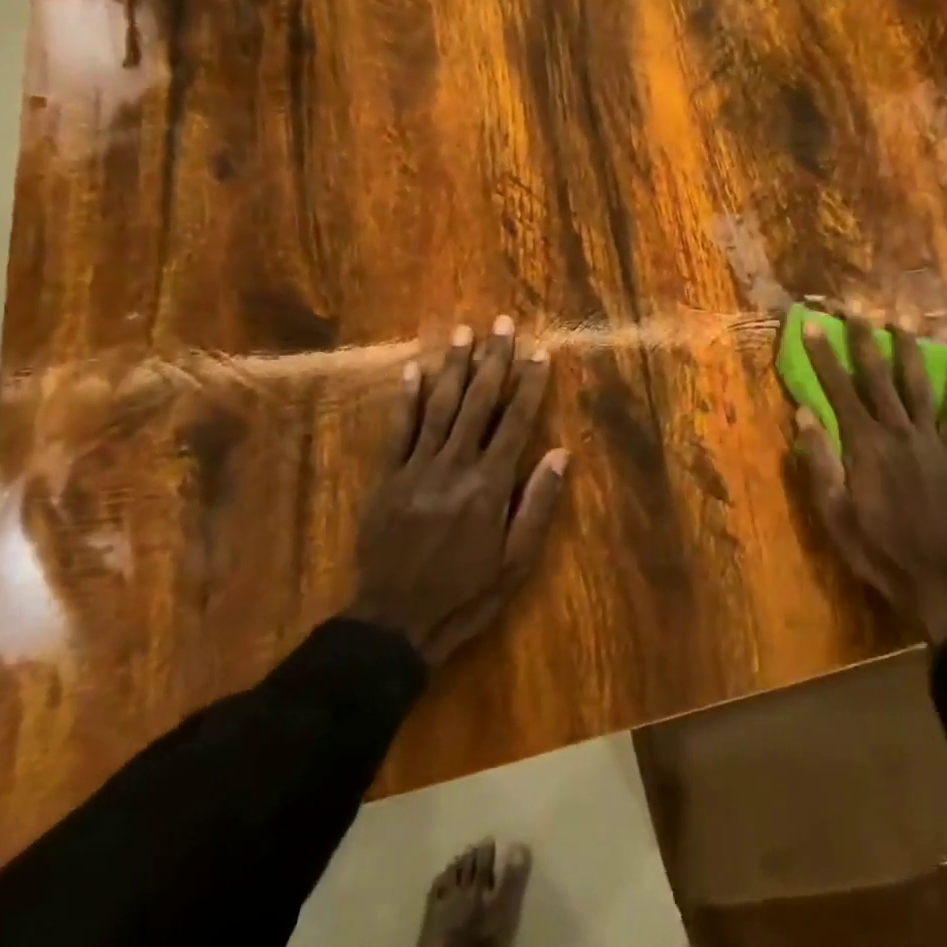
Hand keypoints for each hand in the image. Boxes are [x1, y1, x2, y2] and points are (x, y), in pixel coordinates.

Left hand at [347, 316, 569, 665]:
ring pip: (438, 406)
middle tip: (502, 322)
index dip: (529, 383)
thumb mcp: (516, 560)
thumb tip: (560, 453)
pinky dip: (406, 397)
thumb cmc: (466, 594)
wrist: (393, 623)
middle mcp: (454, 466)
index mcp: (489, 485)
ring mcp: (416, 468)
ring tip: (463, 331)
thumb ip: (537, 504)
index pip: (515, 421)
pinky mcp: (386, 478)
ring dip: (453, 366)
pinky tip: (414, 368)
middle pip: (477, 402)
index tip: (539, 351)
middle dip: (493, 359)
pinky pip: (397, 430)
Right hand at [796, 313, 946, 643]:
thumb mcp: (835, 514)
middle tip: (857, 309)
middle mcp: (897, 432)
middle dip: (865, 340)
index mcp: (863, 446)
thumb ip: (820, 464)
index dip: (825, 357)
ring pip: (916, 385)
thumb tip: (804, 415)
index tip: (814, 326)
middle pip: (877, 377)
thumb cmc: (878, 549)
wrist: (938, 577)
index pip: (838, 391)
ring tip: (900, 322)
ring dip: (908, 351)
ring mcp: (930, 440)